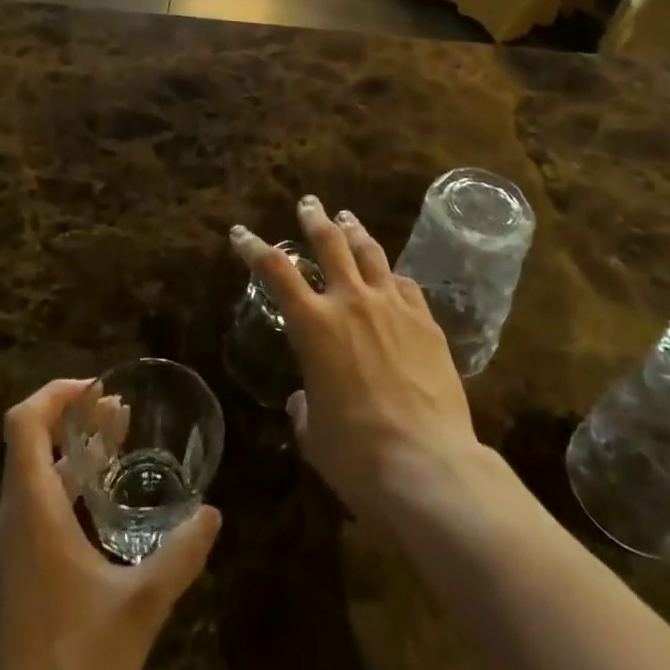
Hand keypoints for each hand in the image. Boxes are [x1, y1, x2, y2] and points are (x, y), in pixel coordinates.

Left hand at [0, 380, 220, 669]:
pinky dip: (66, 479)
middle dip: (73, 414)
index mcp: (33, 511)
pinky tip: (103, 497)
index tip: (98, 389)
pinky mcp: (14, 570)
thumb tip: (212, 513)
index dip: (55, 393)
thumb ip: (179, 558)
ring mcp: (10, 546)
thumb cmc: (74, 663)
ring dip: (72, 447)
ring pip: (33, 471)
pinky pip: (35, 500)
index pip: (23, 423)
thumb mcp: (139, 609)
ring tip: (117, 438)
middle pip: (28, 440)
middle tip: (120, 409)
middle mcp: (13, 517)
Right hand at [230, 198, 479, 526]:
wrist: (429, 466)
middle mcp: (351, 302)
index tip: (241, 232)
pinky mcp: (427, 322)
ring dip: (355, 231)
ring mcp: (393, 307)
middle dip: (315, 218)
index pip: (275, 270)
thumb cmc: (358, 455)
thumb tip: (306, 398)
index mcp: (314, 325)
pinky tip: (391, 276)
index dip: (254, 247)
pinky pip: (405, 284)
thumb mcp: (314, 434)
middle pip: (330, 242)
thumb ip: (305, 407)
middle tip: (308, 203)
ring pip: (371, 252)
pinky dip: (390, 275)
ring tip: (347, 218)